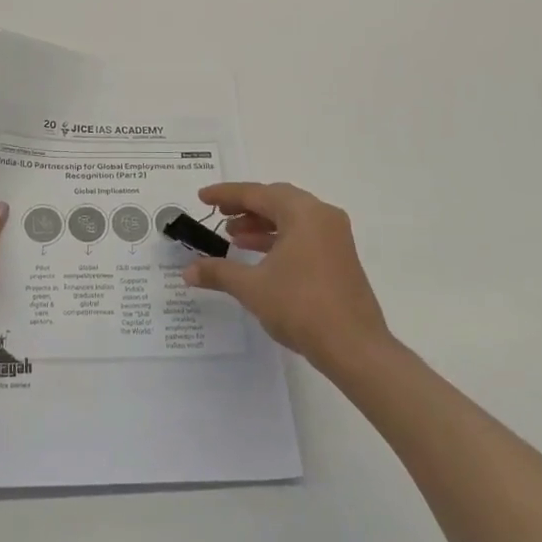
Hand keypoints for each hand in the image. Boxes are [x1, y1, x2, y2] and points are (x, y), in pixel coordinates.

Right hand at [182, 181, 388, 374]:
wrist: (354, 348)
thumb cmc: (301, 307)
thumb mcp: (252, 288)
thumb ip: (218, 272)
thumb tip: (187, 271)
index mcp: (303, 212)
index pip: (257, 193)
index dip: (225, 194)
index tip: (202, 197)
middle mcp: (322, 216)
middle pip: (276, 200)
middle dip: (245, 206)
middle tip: (218, 215)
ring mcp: (335, 236)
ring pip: (291, 218)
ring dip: (261, 224)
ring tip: (233, 237)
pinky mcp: (340, 257)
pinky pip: (303, 235)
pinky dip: (278, 239)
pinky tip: (258, 256)